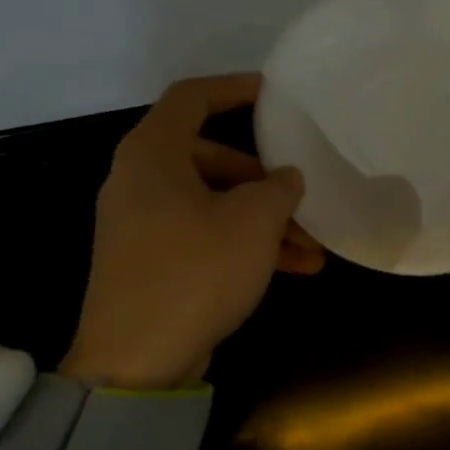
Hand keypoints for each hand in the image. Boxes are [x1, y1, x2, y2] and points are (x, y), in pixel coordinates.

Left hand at [64, 74, 322, 388]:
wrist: (136, 361)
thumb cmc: (195, 271)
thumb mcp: (253, 222)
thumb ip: (278, 188)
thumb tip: (285, 179)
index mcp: (152, 154)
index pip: (192, 97)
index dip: (234, 88)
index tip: (273, 95)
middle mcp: (140, 181)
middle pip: (211, 159)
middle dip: (264, 181)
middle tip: (301, 200)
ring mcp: (142, 225)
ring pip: (213, 204)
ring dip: (263, 222)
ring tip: (313, 248)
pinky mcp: (150, 263)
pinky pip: (203, 236)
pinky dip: (242, 245)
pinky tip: (293, 269)